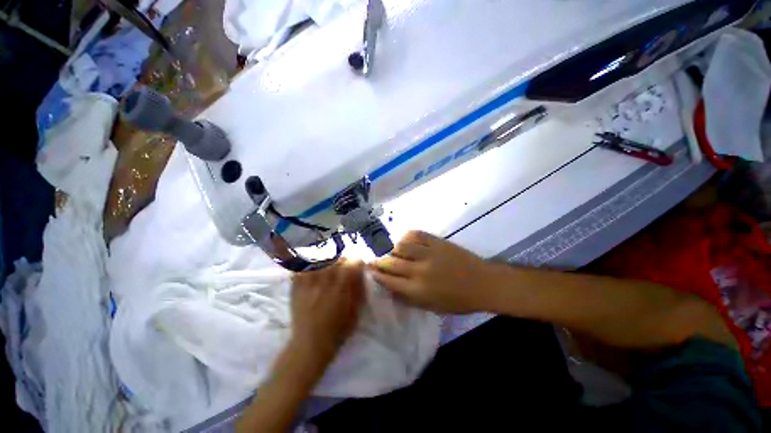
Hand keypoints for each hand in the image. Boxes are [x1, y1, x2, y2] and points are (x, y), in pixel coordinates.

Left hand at [290, 259, 364, 365]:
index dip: (357, 262)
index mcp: (342, 287)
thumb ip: (359, 288)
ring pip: (319, 259)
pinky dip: (308, 265)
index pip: (352, 263)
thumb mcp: (356, 310)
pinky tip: (312, 269)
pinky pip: (302, 267)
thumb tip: (361, 271)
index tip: (358, 267)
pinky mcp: (297, 286)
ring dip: (327, 260)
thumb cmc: (338, 329)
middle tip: (343, 267)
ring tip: (328, 266)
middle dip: (343, 260)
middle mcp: (325, 281)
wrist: (311, 344)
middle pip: (336, 258)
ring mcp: (309, 282)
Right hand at [371, 231, 494, 312]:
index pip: (388, 280)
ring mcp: (428, 253)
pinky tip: (406, 241)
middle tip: (375, 259)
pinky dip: (407, 237)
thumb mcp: (431, 307)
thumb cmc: (458, 300)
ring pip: (400, 246)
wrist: (483, 283)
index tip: (370, 270)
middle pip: (391, 262)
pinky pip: (415, 234)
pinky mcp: (437, 242)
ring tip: (394, 251)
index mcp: (418, 291)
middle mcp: (419, 271)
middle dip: (379, 261)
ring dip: (393, 248)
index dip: (376, 274)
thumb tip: (390, 287)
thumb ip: (409, 297)